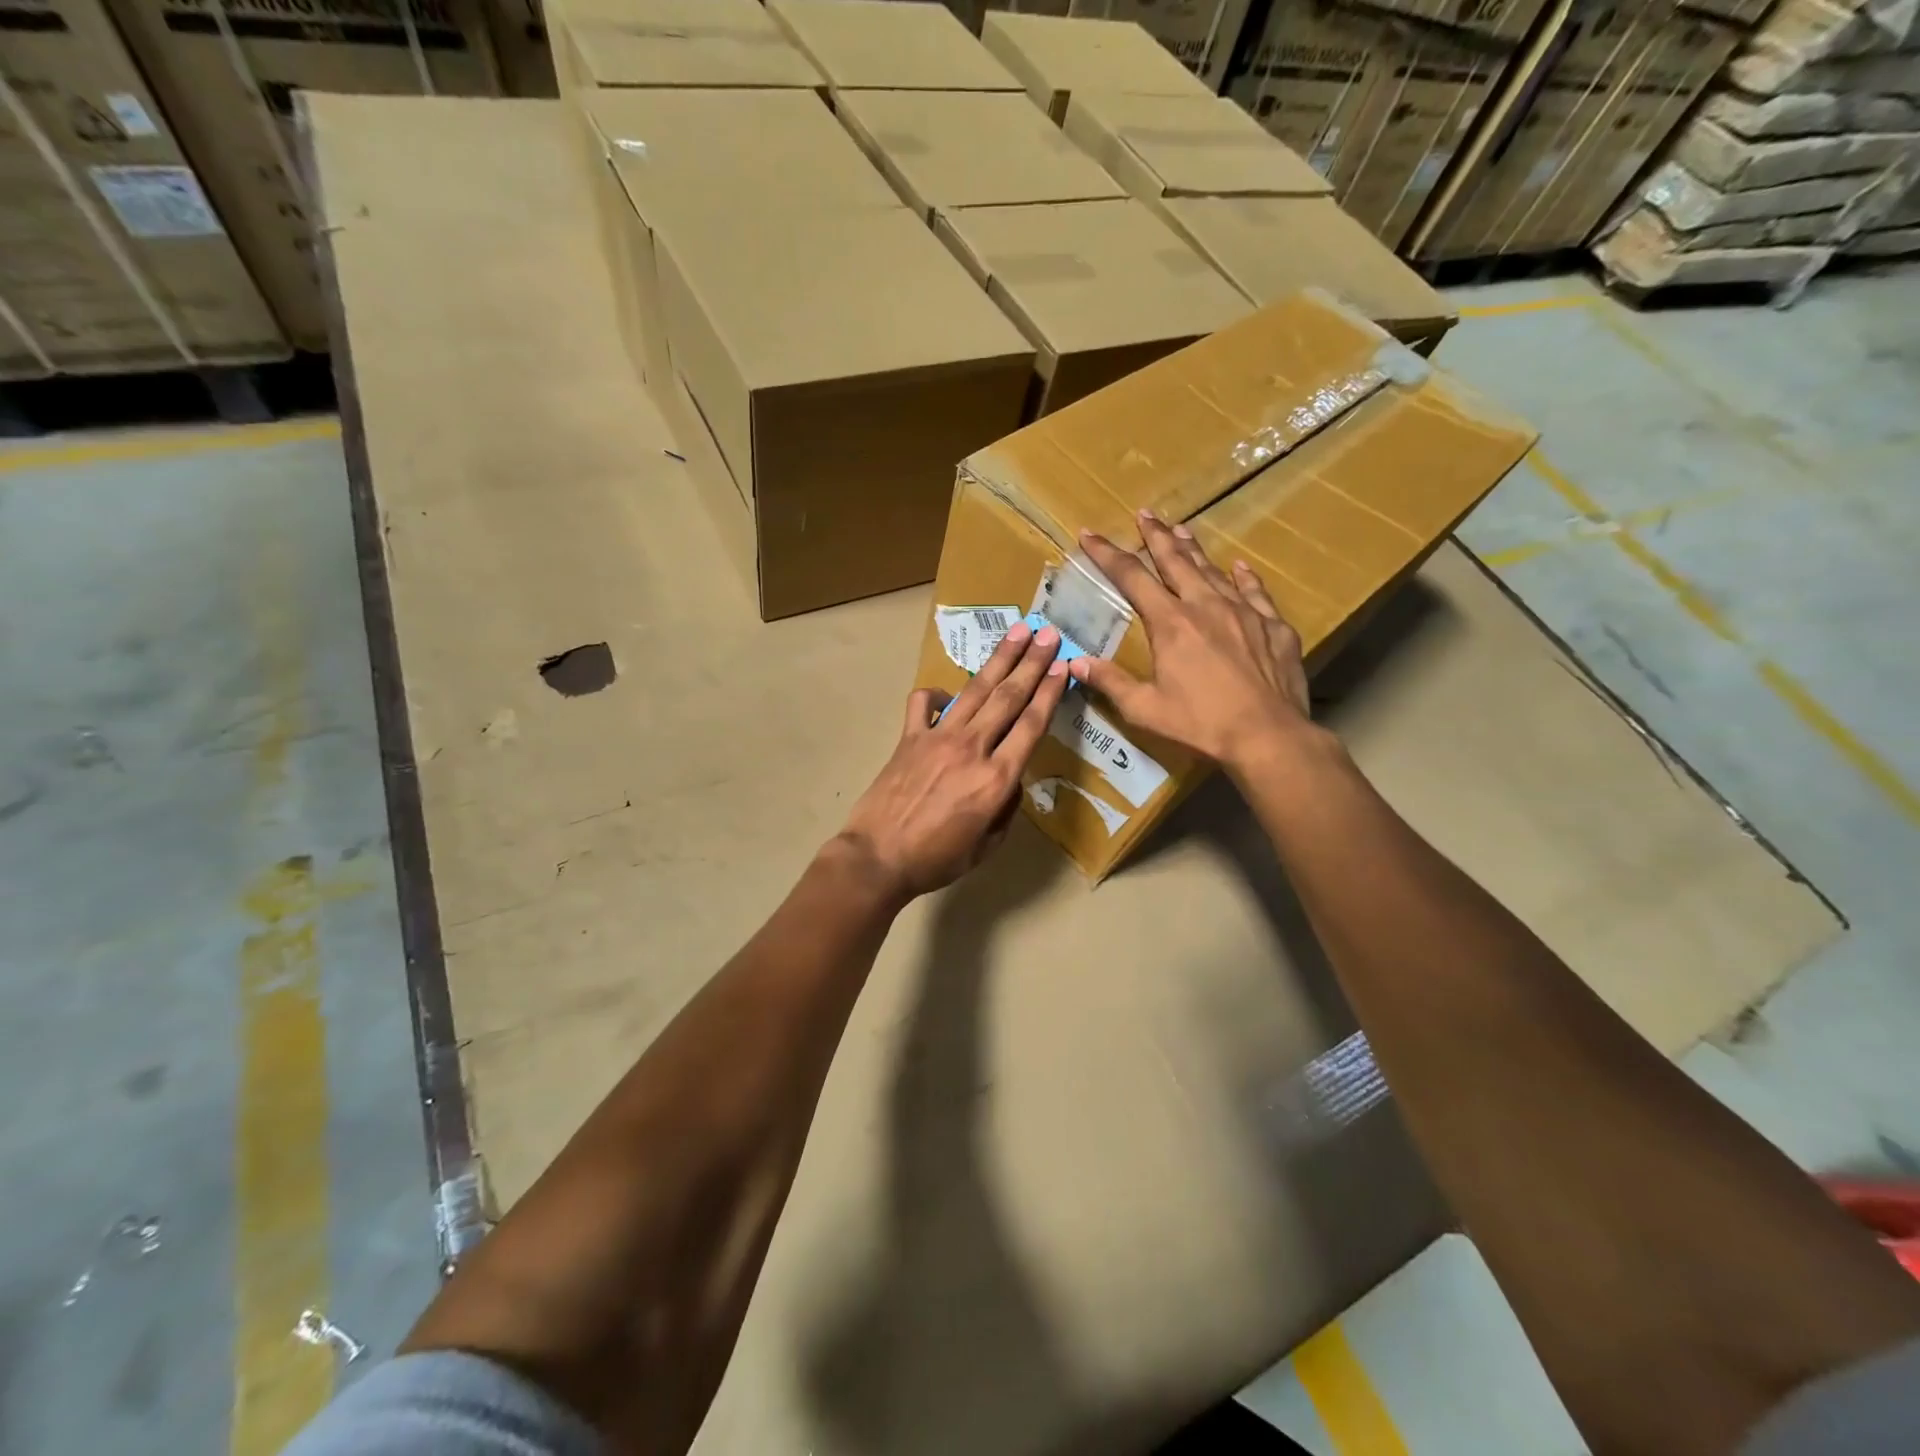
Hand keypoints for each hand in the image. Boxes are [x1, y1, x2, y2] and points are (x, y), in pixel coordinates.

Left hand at [837, 621, 1068, 899]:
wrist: (878, 857)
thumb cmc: (936, 859)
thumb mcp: (986, 845)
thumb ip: (1006, 809)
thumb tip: (1010, 781)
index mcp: (996, 779)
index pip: (1031, 725)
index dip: (1050, 693)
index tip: (1063, 666)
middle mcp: (971, 748)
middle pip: (1008, 697)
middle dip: (1032, 663)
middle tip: (1049, 634)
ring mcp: (937, 737)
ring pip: (975, 690)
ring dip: (999, 659)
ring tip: (1018, 632)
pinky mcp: (909, 737)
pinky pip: (923, 703)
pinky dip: (936, 693)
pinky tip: (946, 694)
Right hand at [1071, 511, 1311, 775]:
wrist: (1268, 736)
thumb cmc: (1200, 724)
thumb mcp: (1144, 709)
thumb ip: (1110, 682)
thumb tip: (1075, 662)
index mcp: (1170, 623)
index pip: (1132, 577)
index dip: (1107, 554)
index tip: (1089, 534)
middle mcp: (1205, 606)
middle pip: (1176, 560)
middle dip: (1155, 536)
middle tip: (1144, 513)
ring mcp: (1244, 612)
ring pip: (1214, 570)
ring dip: (1194, 548)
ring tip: (1181, 529)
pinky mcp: (1273, 627)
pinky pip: (1255, 592)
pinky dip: (1243, 576)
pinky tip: (1239, 566)